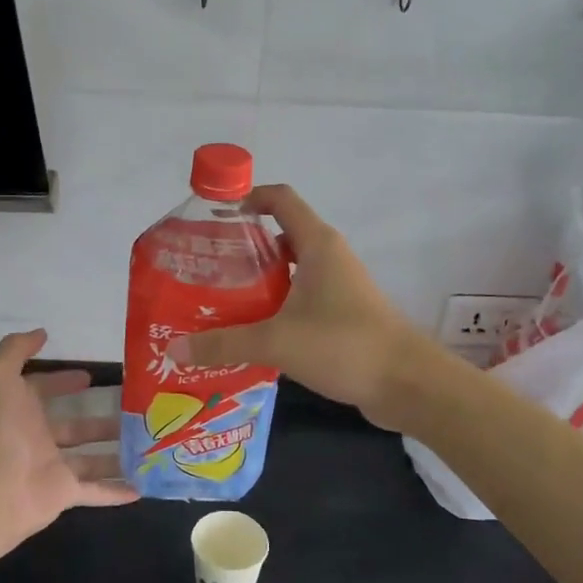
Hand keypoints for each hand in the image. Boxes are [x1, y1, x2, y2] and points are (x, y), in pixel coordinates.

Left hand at [0, 329, 138, 546]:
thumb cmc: (0, 426)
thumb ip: (16, 349)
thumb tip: (41, 333)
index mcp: (20, 411)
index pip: (42, 391)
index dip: (62, 382)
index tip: (90, 377)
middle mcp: (36, 439)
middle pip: (73, 428)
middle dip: (98, 420)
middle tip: (131, 410)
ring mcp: (52, 469)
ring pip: (89, 460)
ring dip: (114, 454)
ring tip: (144, 443)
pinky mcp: (65, 494)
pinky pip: (96, 492)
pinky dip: (117, 491)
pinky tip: (142, 486)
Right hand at [168, 184, 428, 430]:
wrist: (408, 384)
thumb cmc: (344, 344)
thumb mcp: (276, 341)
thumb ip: (224, 342)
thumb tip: (175, 349)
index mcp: (317, 245)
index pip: (280, 199)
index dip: (247, 198)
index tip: (213, 217)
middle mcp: (329, 258)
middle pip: (280, 236)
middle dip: (242, 249)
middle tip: (204, 269)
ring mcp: (338, 288)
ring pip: (290, 273)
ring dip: (257, 283)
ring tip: (218, 303)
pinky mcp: (342, 316)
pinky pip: (300, 301)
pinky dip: (275, 309)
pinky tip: (250, 334)